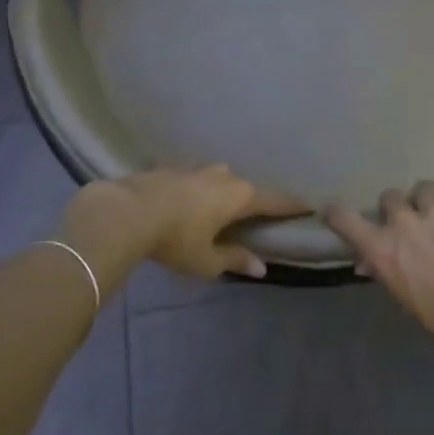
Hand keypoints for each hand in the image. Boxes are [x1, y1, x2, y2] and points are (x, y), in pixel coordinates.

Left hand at [62, 166, 305, 281]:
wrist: (125, 212)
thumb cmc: (175, 239)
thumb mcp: (207, 260)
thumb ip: (235, 260)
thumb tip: (262, 267)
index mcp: (239, 195)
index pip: (275, 200)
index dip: (292, 205)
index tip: (308, 204)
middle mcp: (223, 175)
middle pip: (245, 188)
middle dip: (249, 201)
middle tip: (252, 216)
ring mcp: (196, 167)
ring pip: (217, 179)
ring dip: (220, 193)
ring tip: (216, 209)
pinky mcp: (170, 167)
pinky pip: (193, 179)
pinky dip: (195, 190)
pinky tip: (185, 202)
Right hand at [324, 172, 433, 348]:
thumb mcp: (401, 294)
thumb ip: (383, 270)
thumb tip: (367, 262)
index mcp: (381, 247)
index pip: (345, 220)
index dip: (336, 212)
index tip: (333, 209)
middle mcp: (402, 221)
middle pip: (390, 196)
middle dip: (397, 205)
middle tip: (408, 216)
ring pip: (424, 186)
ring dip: (428, 196)